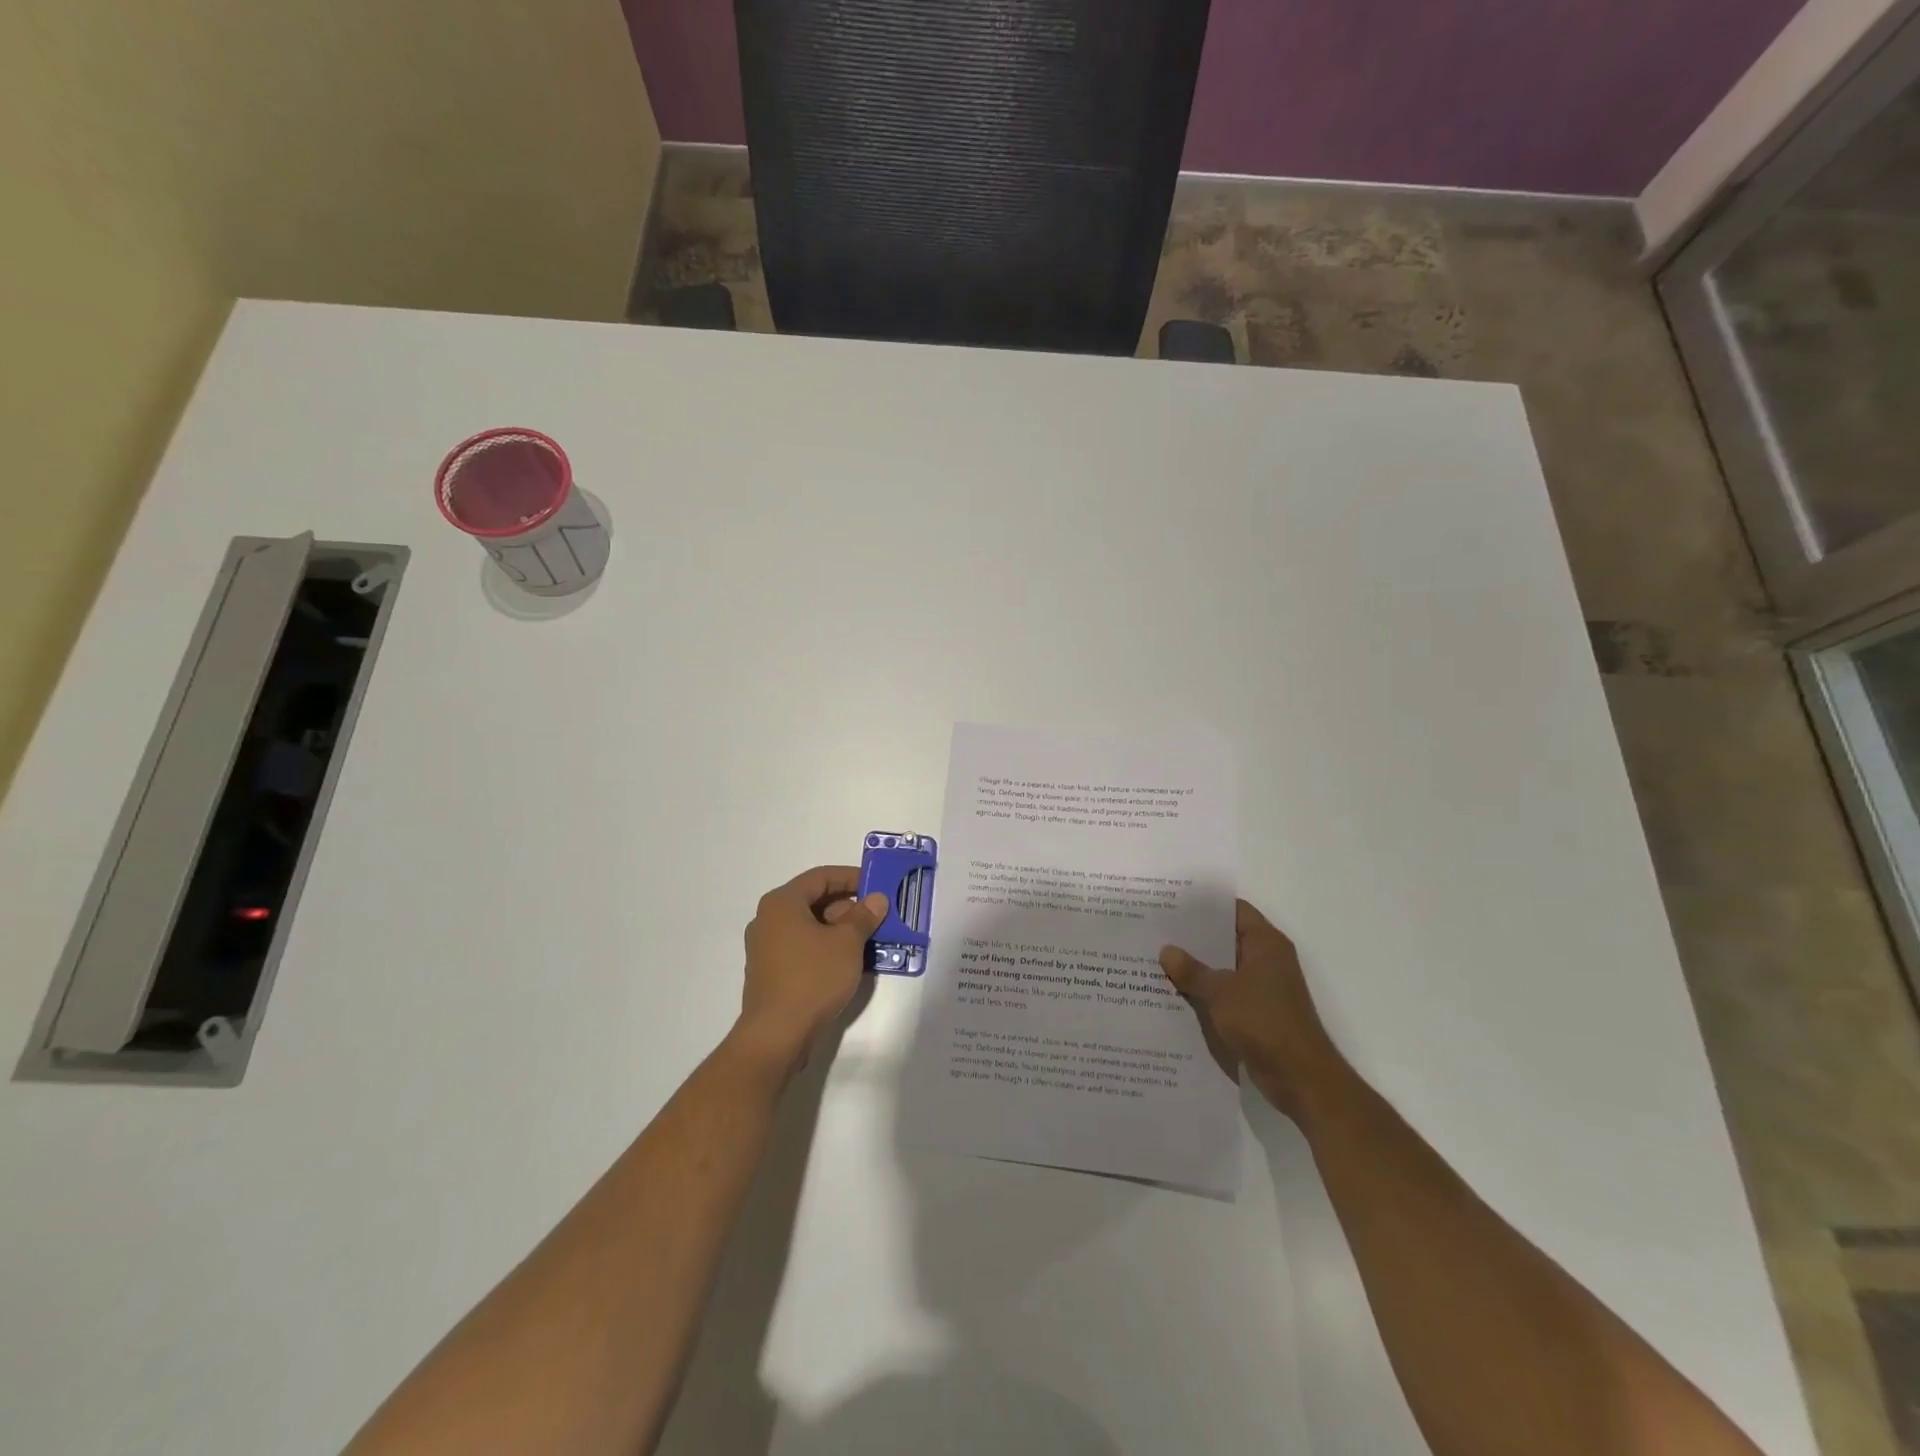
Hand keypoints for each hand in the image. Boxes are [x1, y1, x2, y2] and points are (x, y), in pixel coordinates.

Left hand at [736, 865, 888, 1071]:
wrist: (776, 1035)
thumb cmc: (812, 978)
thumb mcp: (847, 943)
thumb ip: (863, 916)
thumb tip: (876, 899)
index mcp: (782, 903)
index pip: (820, 877)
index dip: (851, 877)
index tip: (876, 885)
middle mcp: (768, 919)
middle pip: (813, 901)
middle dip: (847, 906)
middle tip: (877, 916)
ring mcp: (766, 948)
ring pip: (808, 926)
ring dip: (838, 929)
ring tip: (868, 939)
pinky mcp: (769, 972)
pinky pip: (801, 948)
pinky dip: (825, 947)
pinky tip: (848, 962)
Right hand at [1160, 900, 1339, 1117]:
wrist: (1300, 1078)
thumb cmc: (1265, 1022)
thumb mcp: (1220, 992)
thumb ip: (1191, 970)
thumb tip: (1166, 950)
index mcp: (1266, 944)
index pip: (1234, 910)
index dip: (1205, 905)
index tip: (1173, 902)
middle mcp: (1267, 960)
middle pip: (1226, 938)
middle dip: (1193, 936)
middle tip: (1156, 930)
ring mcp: (1263, 987)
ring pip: (1223, 967)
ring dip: (1196, 966)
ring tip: (1157, 958)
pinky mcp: (1256, 1012)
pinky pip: (1225, 992)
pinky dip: (1204, 991)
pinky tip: (1174, 992)